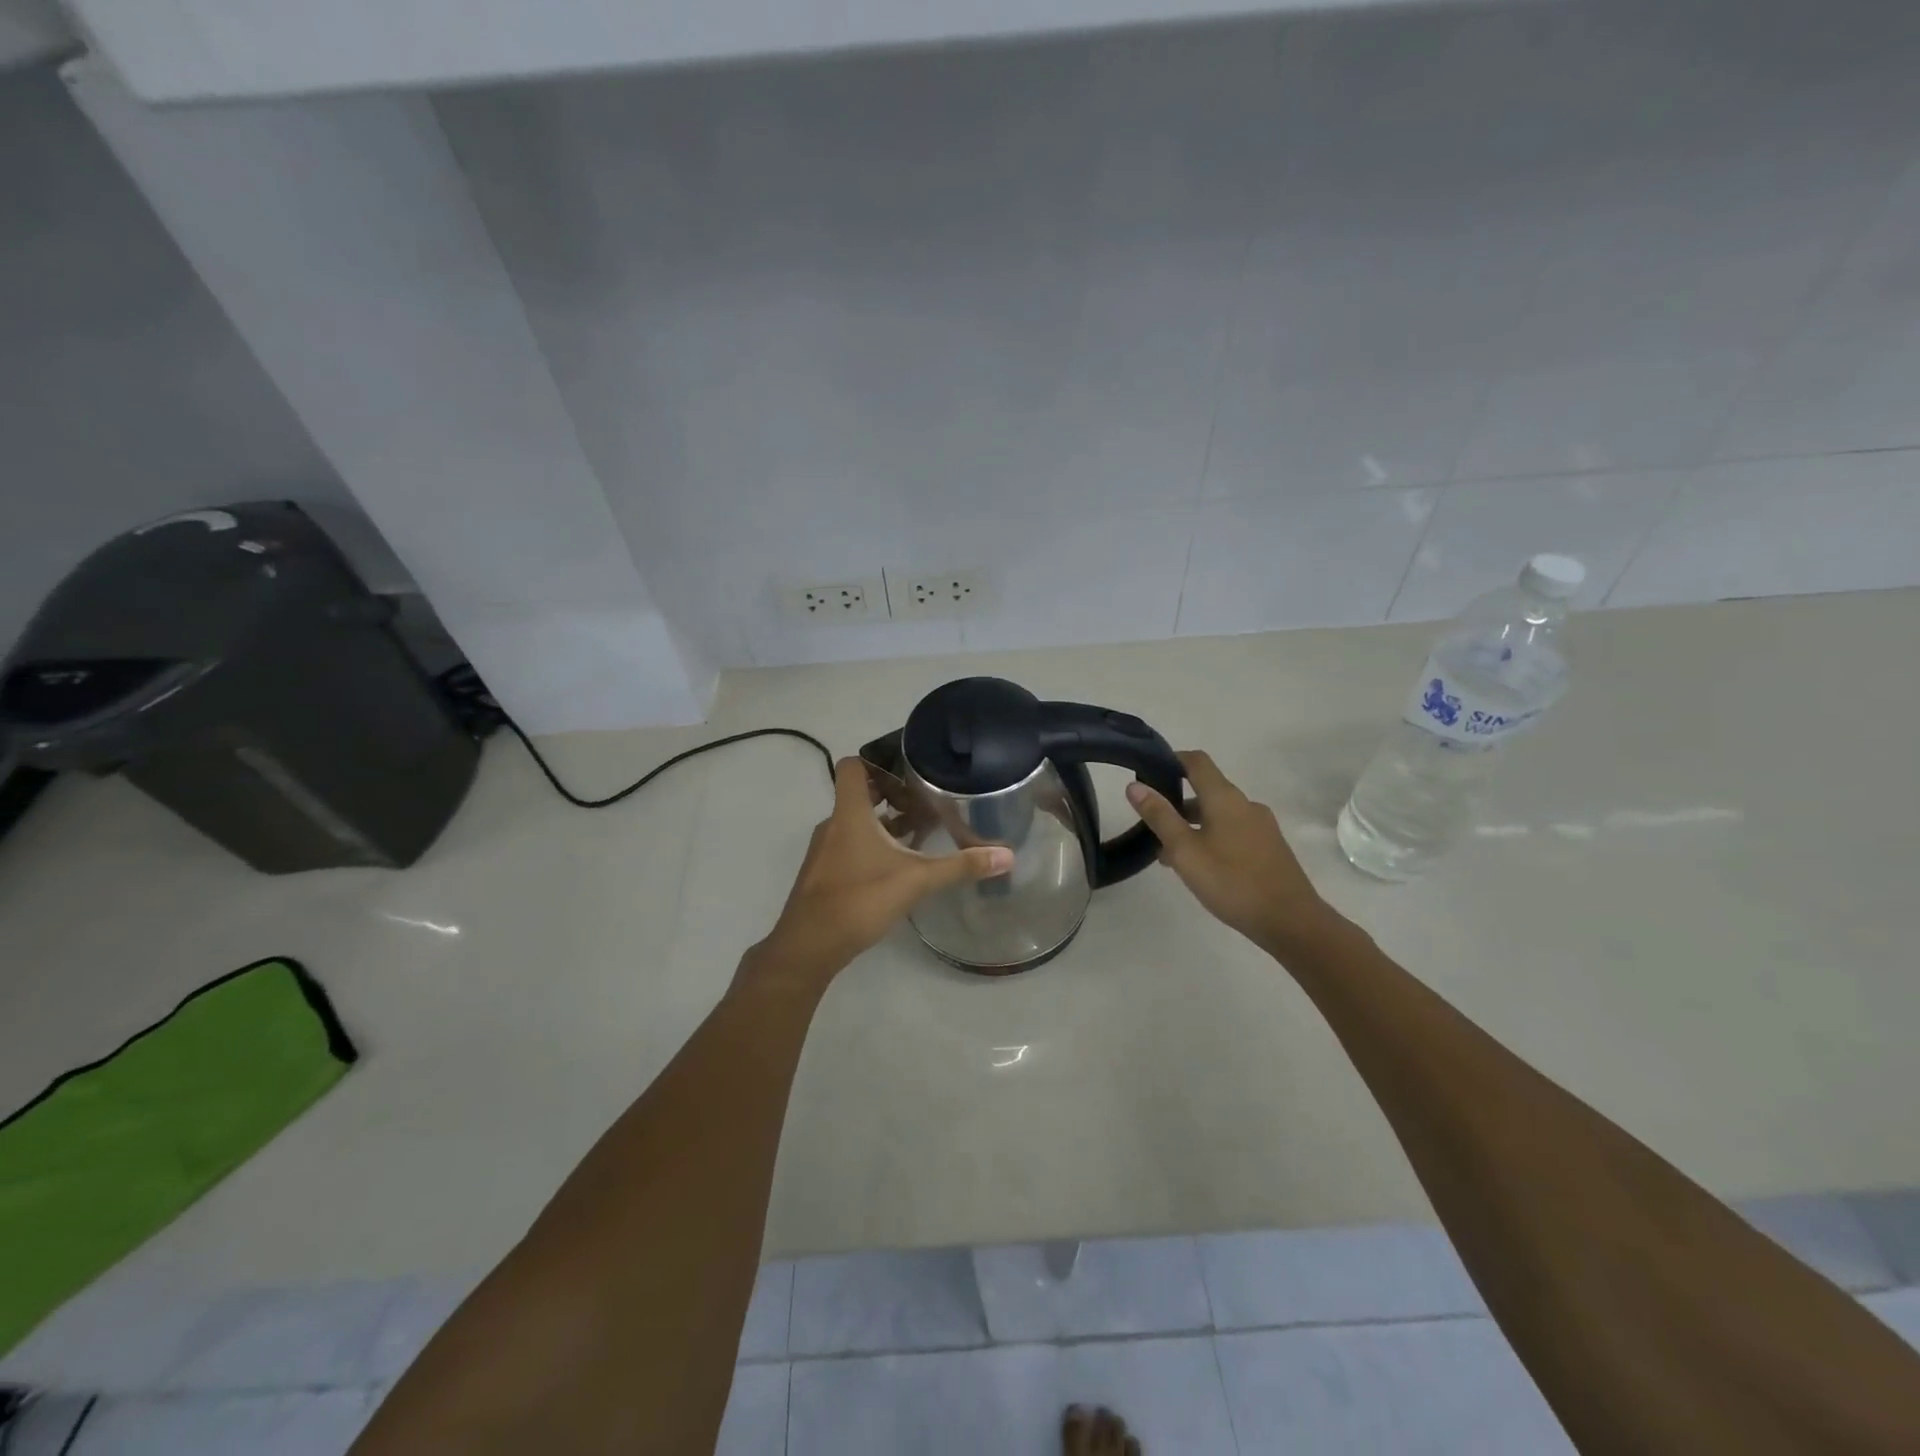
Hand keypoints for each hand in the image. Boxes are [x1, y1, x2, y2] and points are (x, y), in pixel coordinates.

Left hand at [747, 758, 1013, 988]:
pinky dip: (872, 847)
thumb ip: (961, 866)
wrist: (808, 947)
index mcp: (850, 813)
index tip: (909, 771)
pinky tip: (897, 867)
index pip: (853, 766)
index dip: (878, 761)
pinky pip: (849, 846)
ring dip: (883, 824)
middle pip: (859, 795)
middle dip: (892, 796)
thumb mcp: (916, 880)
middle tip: (926, 802)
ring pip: (855, 824)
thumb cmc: (859, 900)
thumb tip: (1008, 855)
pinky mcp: (824, 875)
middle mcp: (833, 825)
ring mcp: (825, 851)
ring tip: (920, 833)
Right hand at [1127, 750, 1340, 954]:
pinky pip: (1233, 831)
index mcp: (1225, 798)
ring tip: (1170, 855)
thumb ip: (1160, 816)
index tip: (1149, 771)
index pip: (1197, 761)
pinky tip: (1202, 867)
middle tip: (1152, 826)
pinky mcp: (1270, 847)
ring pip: (1219, 815)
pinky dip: (1212, 838)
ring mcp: (1262, 826)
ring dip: (1193, 825)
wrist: (1291, 921)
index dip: (1172, 760)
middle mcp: (1246, 804)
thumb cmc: (1232, 881)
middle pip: (1207, 790)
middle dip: (1177, 803)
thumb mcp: (1185, 850)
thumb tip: (1135, 785)